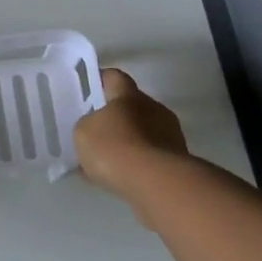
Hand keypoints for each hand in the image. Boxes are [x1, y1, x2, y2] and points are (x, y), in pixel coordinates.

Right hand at [74, 68, 189, 197]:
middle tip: (96, 131)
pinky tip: (120, 178)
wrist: (156, 183)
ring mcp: (170, 135)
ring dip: (128, 142)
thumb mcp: (83, 132)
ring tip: (107, 161)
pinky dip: (137, 164)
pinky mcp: (178, 161)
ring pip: (142, 133)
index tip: (89, 89)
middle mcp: (154, 108)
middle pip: (131, 106)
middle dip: (115, 117)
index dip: (101, 81)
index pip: (114, 77)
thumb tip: (94, 127)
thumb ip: (87, 124)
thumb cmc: (115, 147)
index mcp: (129, 95)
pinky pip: (150, 157)